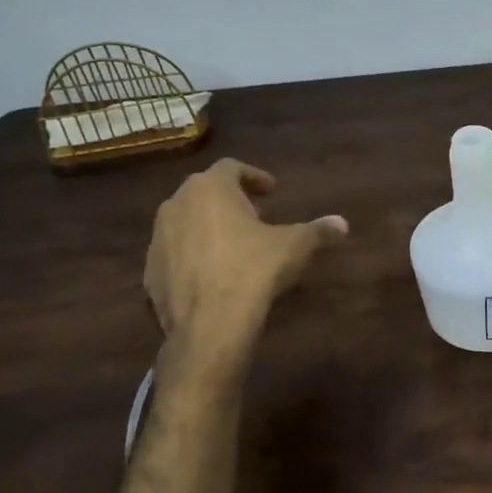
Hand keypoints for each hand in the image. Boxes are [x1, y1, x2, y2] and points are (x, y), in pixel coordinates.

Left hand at [145, 159, 347, 354]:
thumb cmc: (253, 270)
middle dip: (231, 202)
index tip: (271, 191)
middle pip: (205, 192)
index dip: (254, 176)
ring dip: (209, 228)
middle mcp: (176, 204)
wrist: (209, 324)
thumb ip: (318, 230)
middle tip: (256, 217)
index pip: (232, 168)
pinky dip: (193, 257)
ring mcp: (158, 239)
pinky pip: (175, 255)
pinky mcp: (148, 273)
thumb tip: (343, 224)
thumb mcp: (295, 246)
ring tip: (235, 247)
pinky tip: (213, 275)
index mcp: (210, 188)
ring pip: (186, 222)